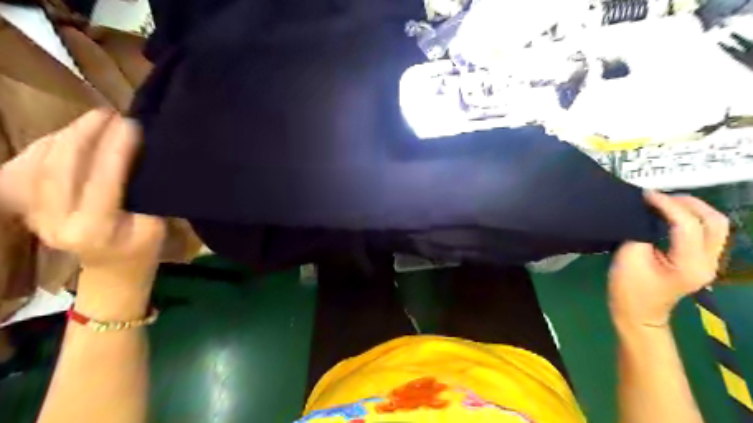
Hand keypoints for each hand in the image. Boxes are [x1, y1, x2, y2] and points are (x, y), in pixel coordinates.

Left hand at [0, 109, 164, 281]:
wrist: (113, 271)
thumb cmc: (143, 250)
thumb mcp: (155, 226)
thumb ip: (145, 194)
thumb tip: (143, 156)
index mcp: (94, 229)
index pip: (103, 179)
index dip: (116, 148)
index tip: (131, 124)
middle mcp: (56, 221)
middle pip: (61, 167)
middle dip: (84, 134)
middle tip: (108, 113)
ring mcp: (37, 215)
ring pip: (41, 164)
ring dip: (66, 136)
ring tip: (94, 119)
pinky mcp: (31, 209)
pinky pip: (33, 169)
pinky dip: (51, 146)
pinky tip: (71, 134)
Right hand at [611, 192, 728, 326]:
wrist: (638, 314)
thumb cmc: (629, 288)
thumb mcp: (629, 257)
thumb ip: (641, 231)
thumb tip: (646, 212)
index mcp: (690, 264)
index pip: (688, 224)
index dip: (667, 205)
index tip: (646, 194)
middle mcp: (708, 262)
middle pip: (715, 221)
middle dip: (688, 203)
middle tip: (660, 197)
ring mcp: (709, 262)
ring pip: (716, 225)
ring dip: (692, 209)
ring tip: (665, 203)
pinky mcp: (701, 260)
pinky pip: (706, 231)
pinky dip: (690, 218)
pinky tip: (670, 215)